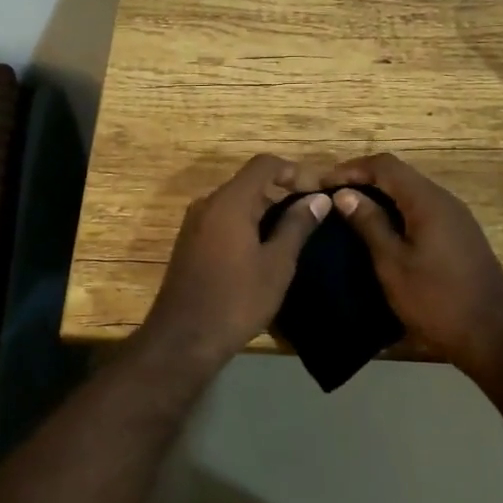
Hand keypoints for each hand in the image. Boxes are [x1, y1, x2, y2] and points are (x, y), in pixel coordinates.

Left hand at [142, 155, 332, 365]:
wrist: (183, 339)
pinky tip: (265, 249)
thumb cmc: (236, 299)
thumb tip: (318, 198)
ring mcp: (195, 223)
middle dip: (282, 191)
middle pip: (250, 182)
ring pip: (236, 202)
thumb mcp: (276, 264)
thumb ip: (297, 225)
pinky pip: (224, 219)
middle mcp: (208, 203)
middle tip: (312, 214)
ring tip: (294, 232)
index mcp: (230, 201)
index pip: (264, 164)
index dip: (295, 170)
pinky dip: (247, 224)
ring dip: (266, 209)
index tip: (317, 192)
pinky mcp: (190, 243)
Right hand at [323, 153, 502, 377]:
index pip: (384, 165)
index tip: (322, 184)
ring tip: (349, 213)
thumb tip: (345, 194)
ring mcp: (455, 217)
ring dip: (380, 196)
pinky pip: (421, 210)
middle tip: (332, 198)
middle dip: (363, 180)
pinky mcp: (459, 235)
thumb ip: (369, 224)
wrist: (493, 334)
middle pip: (399, 175)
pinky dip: (396, 211)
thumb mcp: (393, 263)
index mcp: (427, 201)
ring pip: (411, 192)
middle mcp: (444, 200)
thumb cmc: (436, 299)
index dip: (350, 169)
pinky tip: (380, 232)